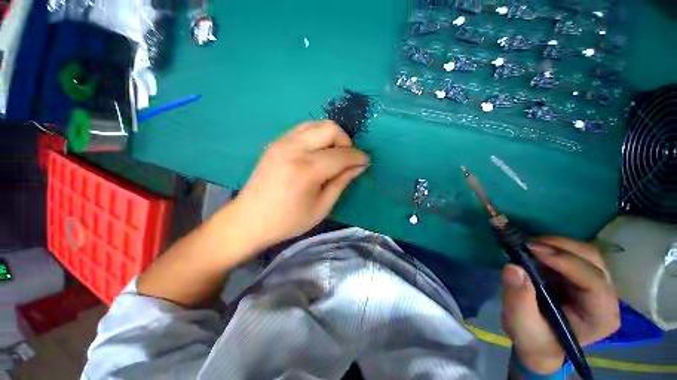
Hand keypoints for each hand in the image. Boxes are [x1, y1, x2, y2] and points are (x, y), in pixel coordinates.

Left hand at [230, 120, 368, 251]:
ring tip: (333, 156)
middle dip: (346, 142)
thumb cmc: (288, 220)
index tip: (366, 162)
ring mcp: (282, 142)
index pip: (341, 154)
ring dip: (332, 137)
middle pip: (330, 128)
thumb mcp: (321, 207)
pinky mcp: (277, 142)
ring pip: (317, 124)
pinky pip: (304, 129)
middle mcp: (294, 148)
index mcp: (306, 169)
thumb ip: (341, 182)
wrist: (249, 219)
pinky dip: (318, 136)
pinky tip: (318, 153)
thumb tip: (359, 166)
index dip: (358, 157)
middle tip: (347, 160)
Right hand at [501, 237, 619, 373]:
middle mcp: (606, 297)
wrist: (537, 342)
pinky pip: (573, 252)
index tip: (531, 249)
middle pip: (592, 259)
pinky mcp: (582, 276)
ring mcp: (597, 284)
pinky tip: (533, 251)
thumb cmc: (533, 339)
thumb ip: (518, 299)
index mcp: (600, 316)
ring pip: (584, 252)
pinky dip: (552, 247)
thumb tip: (512, 267)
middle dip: (559, 247)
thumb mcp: (521, 325)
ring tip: (527, 246)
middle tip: (526, 244)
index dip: (565, 261)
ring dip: (555, 244)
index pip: (593, 281)